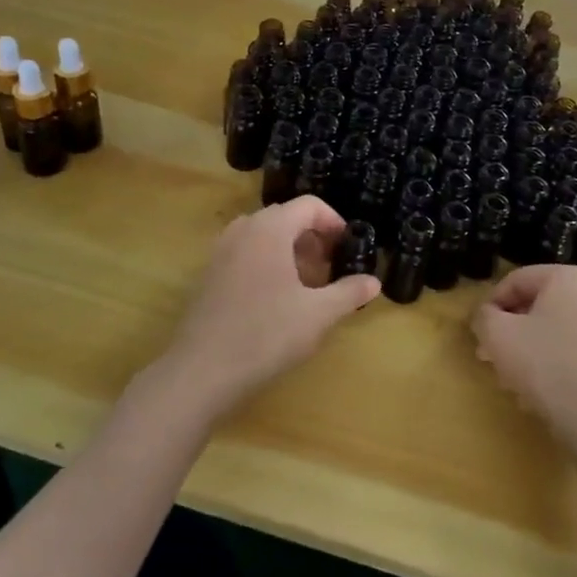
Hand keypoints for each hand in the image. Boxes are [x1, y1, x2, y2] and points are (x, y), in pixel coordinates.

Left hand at [154, 197, 379, 422]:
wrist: (201, 371)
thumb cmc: (266, 335)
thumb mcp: (318, 315)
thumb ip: (349, 292)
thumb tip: (374, 281)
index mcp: (270, 229)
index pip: (309, 205)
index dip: (334, 222)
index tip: (347, 248)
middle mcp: (242, 230)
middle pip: (285, 218)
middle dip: (313, 238)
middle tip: (330, 268)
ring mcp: (220, 252)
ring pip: (263, 237)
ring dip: (289, 251)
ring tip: (306, 284)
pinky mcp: (208, 276)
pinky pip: (244, 254)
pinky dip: (266, 263)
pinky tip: (276, 300)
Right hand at [472, 266, 576, 456]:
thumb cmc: (544, 364)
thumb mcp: (498, 334)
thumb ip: (483, 316)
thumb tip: (485, 315)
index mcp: (566, 277)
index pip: (515, 280)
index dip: (490, 304)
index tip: (478, 331)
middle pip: (532, 304)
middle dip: (506, 329)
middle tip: (486, 354)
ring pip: (547, 328)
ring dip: (521, 347)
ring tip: (504, 374)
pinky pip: (564, 347)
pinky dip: (544, 360)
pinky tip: (530, 388)